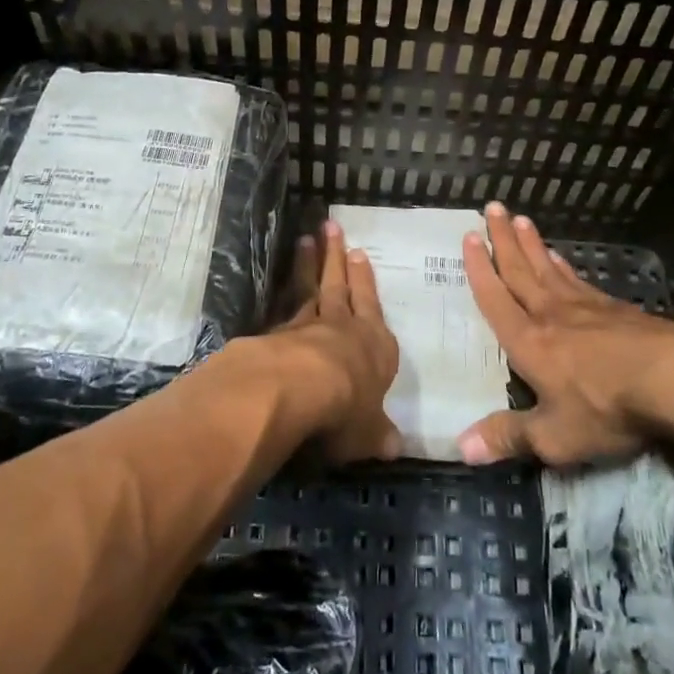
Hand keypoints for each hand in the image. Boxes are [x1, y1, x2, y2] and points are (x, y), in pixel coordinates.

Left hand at [257, 221, 403, 464]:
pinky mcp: (278, 332)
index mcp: (375, 346)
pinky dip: (284, 288)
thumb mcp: (368, 433)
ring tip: (307, 238)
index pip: (371, 306)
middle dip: (337, 257)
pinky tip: (280, 281)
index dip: (365, 281)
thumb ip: (378, 435)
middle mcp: (344, 327)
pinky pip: (283, 303)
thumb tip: (396, 446)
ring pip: (311, 287)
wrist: (298, 389)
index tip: (359, 254)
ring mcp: (308, 325)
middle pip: (340, 285)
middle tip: (332, 227)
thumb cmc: (346, 409)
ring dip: (310, 263)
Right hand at [456, 203, 673, 466]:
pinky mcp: (616, 309)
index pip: (496, 298)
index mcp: (528, 341)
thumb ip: (508, 438)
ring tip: (520, 220)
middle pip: (520, 270)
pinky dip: (564, 265)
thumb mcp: (554, 436)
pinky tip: (562, 259)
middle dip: (503, 240)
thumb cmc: (606, 407)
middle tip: (492, 207)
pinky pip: (578, 279)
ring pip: (549, 268)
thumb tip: (458, 448)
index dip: (480, 269)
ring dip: (532, 244)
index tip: (469, 237)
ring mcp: (585, 307)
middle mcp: (550, 315)